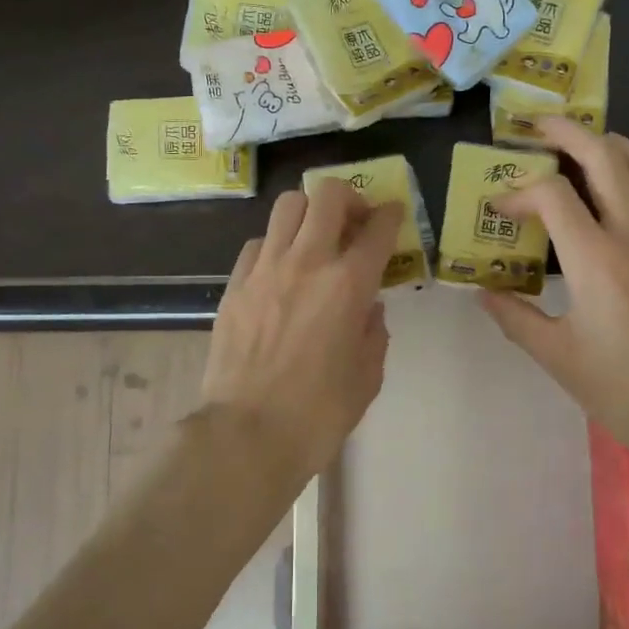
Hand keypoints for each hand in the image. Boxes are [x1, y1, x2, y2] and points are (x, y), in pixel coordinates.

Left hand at [202, 180, 401, 482]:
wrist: (247, 434)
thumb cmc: (318, 413)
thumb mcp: (367, 376)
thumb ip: (373, 332)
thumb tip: (367, 307)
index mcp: (349, 285)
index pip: (378, 228)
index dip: (391, 214)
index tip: (393, 214)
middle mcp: (307, 262)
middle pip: (328, 195)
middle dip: (349, 197)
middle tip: (354, 221)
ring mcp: (265, 269)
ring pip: (287, 205)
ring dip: (309, 213)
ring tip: (314, 238)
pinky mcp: (235, 284)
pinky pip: (258, 243)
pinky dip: (276, 245)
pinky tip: (280, 271)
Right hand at [480, 119, 628, 472]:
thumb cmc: (627, 392)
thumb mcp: (559, 359)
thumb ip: (516, 318)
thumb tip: (483, 294)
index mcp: (596, 261)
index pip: (552, 194)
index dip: (519, 191)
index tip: (502, 209)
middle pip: (604, 156)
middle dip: (567, 133)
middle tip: (539, 127)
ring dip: (611, 143)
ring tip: (584, 143)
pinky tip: (622, 192)